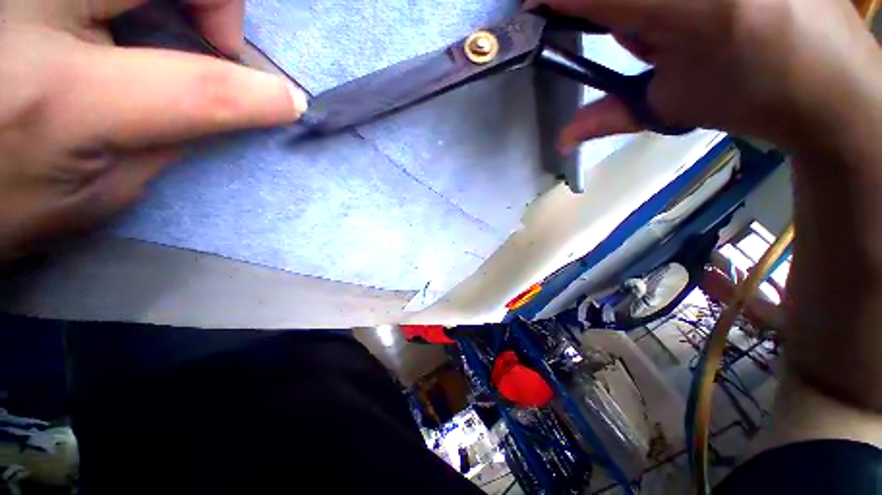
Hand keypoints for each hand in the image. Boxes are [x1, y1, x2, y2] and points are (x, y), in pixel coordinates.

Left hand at [0, 0, 306, 258]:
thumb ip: (161, 147)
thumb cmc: (1, 201)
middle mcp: (36, 13)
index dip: (259, 95)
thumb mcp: (93, 195)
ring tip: (170, 19)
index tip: (291, 102)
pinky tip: (128, 11)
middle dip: (215, 0)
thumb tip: (215, 112)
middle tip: (215, 40)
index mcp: (61, 99)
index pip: (197, 88)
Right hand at [532, 0, 880, 152]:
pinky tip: (696, 13)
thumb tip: (561, 139)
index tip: (532, 9)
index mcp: (684, 8)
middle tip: (637, 34)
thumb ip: (608, 115)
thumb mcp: (671, 106)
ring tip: (679, 24)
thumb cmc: (750, 98)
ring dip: (641, 4)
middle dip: (609, 9)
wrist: (832, 85)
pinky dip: (664, 6)